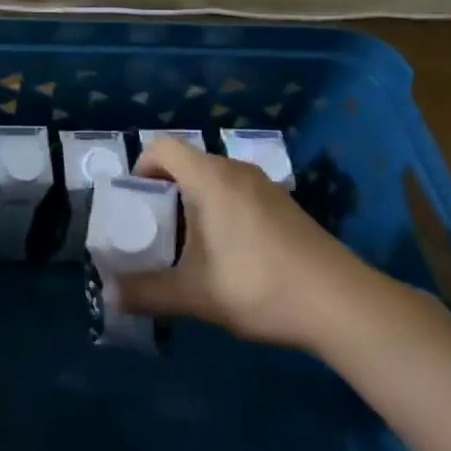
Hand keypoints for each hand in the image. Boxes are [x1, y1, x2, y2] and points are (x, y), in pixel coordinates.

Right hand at [119, 135, 390, 351]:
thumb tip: (109, 297)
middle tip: (156, 230)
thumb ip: (148, 293)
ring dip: (195, 204)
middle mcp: (236, 171)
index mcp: (210, 178)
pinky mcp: (286, 206)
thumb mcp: (195, 295)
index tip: (135, 201)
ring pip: (215, 181)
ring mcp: (265, 186)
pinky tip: (231, 256)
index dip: (142, 166)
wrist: (342, 303)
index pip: (163, 147)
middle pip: (188, 164)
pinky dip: (222, 212)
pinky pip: (239, 194)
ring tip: (190, 248)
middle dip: (165, 192)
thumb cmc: (259, 285)